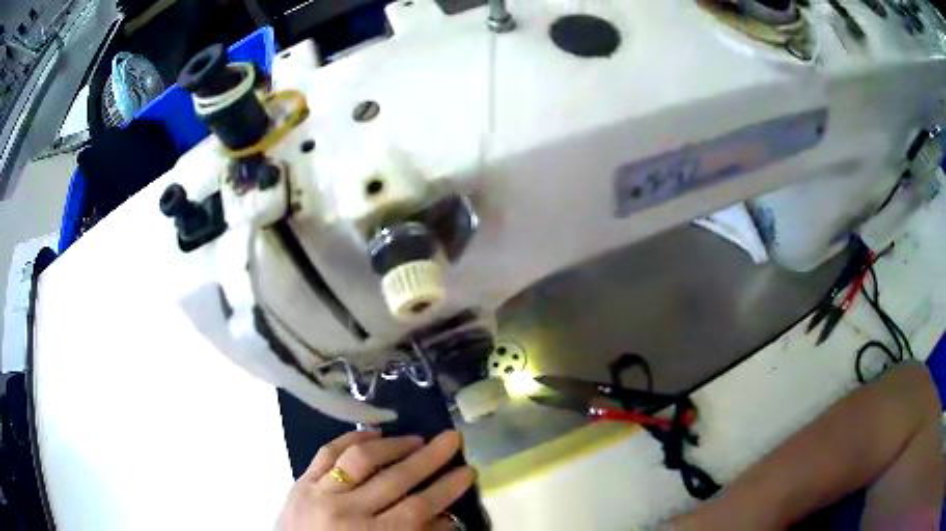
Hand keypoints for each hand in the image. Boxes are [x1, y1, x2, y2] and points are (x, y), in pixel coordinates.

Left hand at [279, 430, 475, 529]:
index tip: (468, 470)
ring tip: (415, 438)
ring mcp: (320, 493)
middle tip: (452, 438)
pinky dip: (351, 439)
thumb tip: (447, 518)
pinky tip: (371, 433)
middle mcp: (347, 511)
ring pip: (361, 459)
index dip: (446, 488)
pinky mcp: (301, 482)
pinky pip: (327, 452)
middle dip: (430, 458)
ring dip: (392, 445)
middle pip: (395, 478)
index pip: (418, 507)